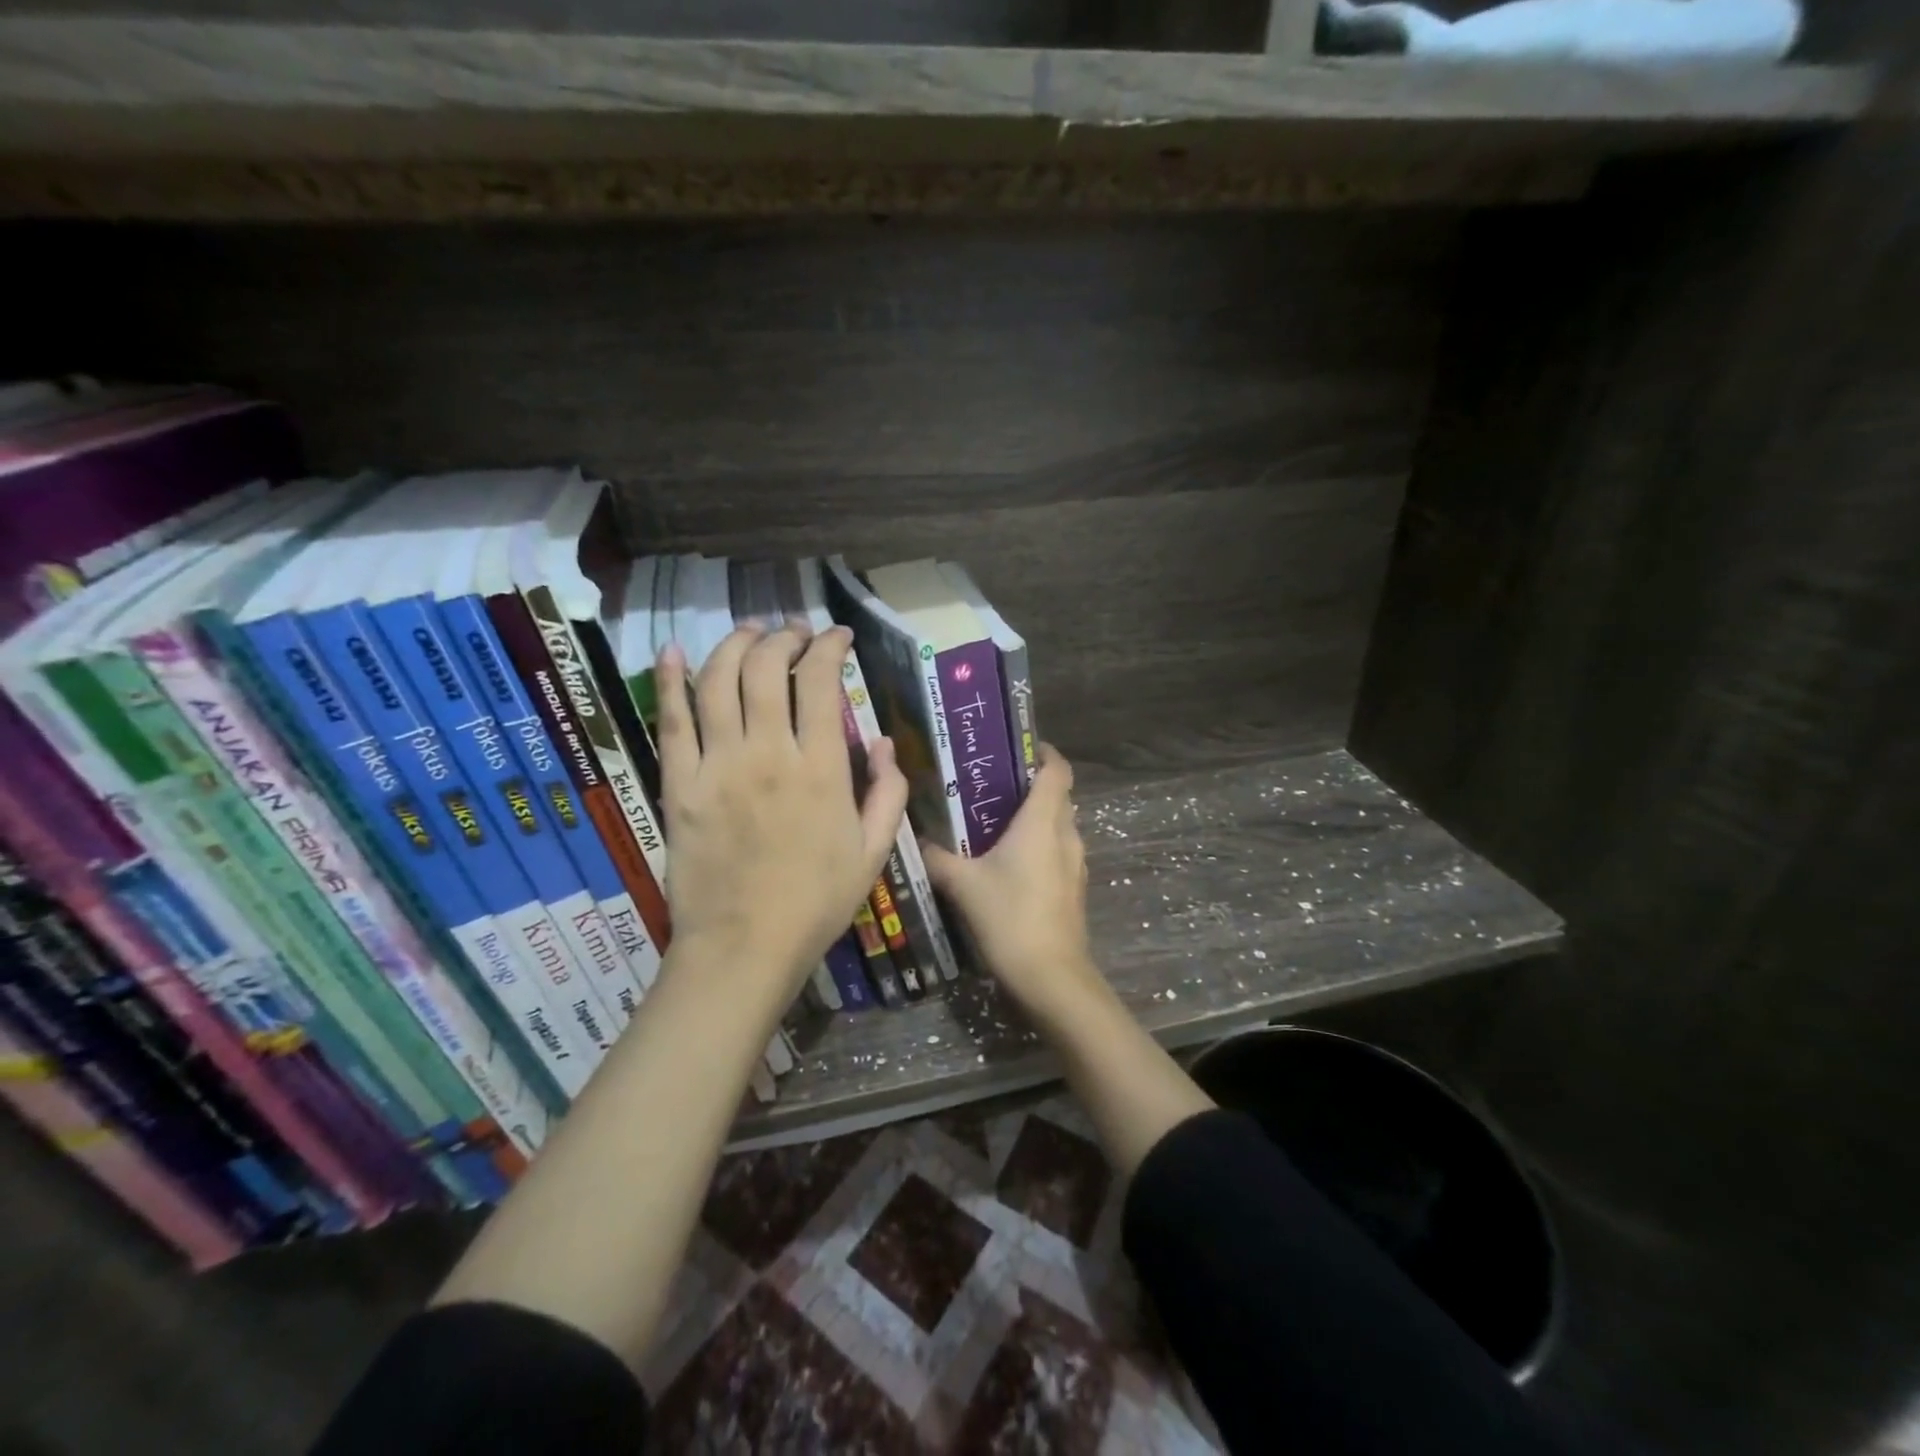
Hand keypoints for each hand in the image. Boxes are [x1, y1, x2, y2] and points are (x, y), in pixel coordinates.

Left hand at [654, 623, 908, 1004]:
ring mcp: (717, 767)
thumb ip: (887, 794)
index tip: (837, 637)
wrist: (744, 947)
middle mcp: (767, 754)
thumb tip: (884, 744)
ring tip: (749, 632)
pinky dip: (670, 681)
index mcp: (820, 770)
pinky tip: (673, 651)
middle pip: (766, 670)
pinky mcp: (680, 785)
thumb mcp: (873, 853)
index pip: (820, 683)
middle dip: (783, 638)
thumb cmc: (816, 903)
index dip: (829, 648)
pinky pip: (671, 722)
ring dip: (734, 646)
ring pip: (718, 683)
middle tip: (794, 633)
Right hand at [922, 744, 1102, 1021]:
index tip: (1019, 747)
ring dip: (1035, 818)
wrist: (1051, 977)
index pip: (1057, 769)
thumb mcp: (962, 884)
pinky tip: (1009, 863)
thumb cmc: (1009, 917)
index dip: (1044, 752)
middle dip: (1031, 785)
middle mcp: (1066, 834)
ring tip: (995, 822)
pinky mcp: (1074, 889)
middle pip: (1058, 796)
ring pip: (1058, 825)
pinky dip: (1039, 845)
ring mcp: (1075, 864)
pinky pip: (1058, 851)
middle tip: (992, 785)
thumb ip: (937, 856)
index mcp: (1043, 821)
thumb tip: (916, 838)